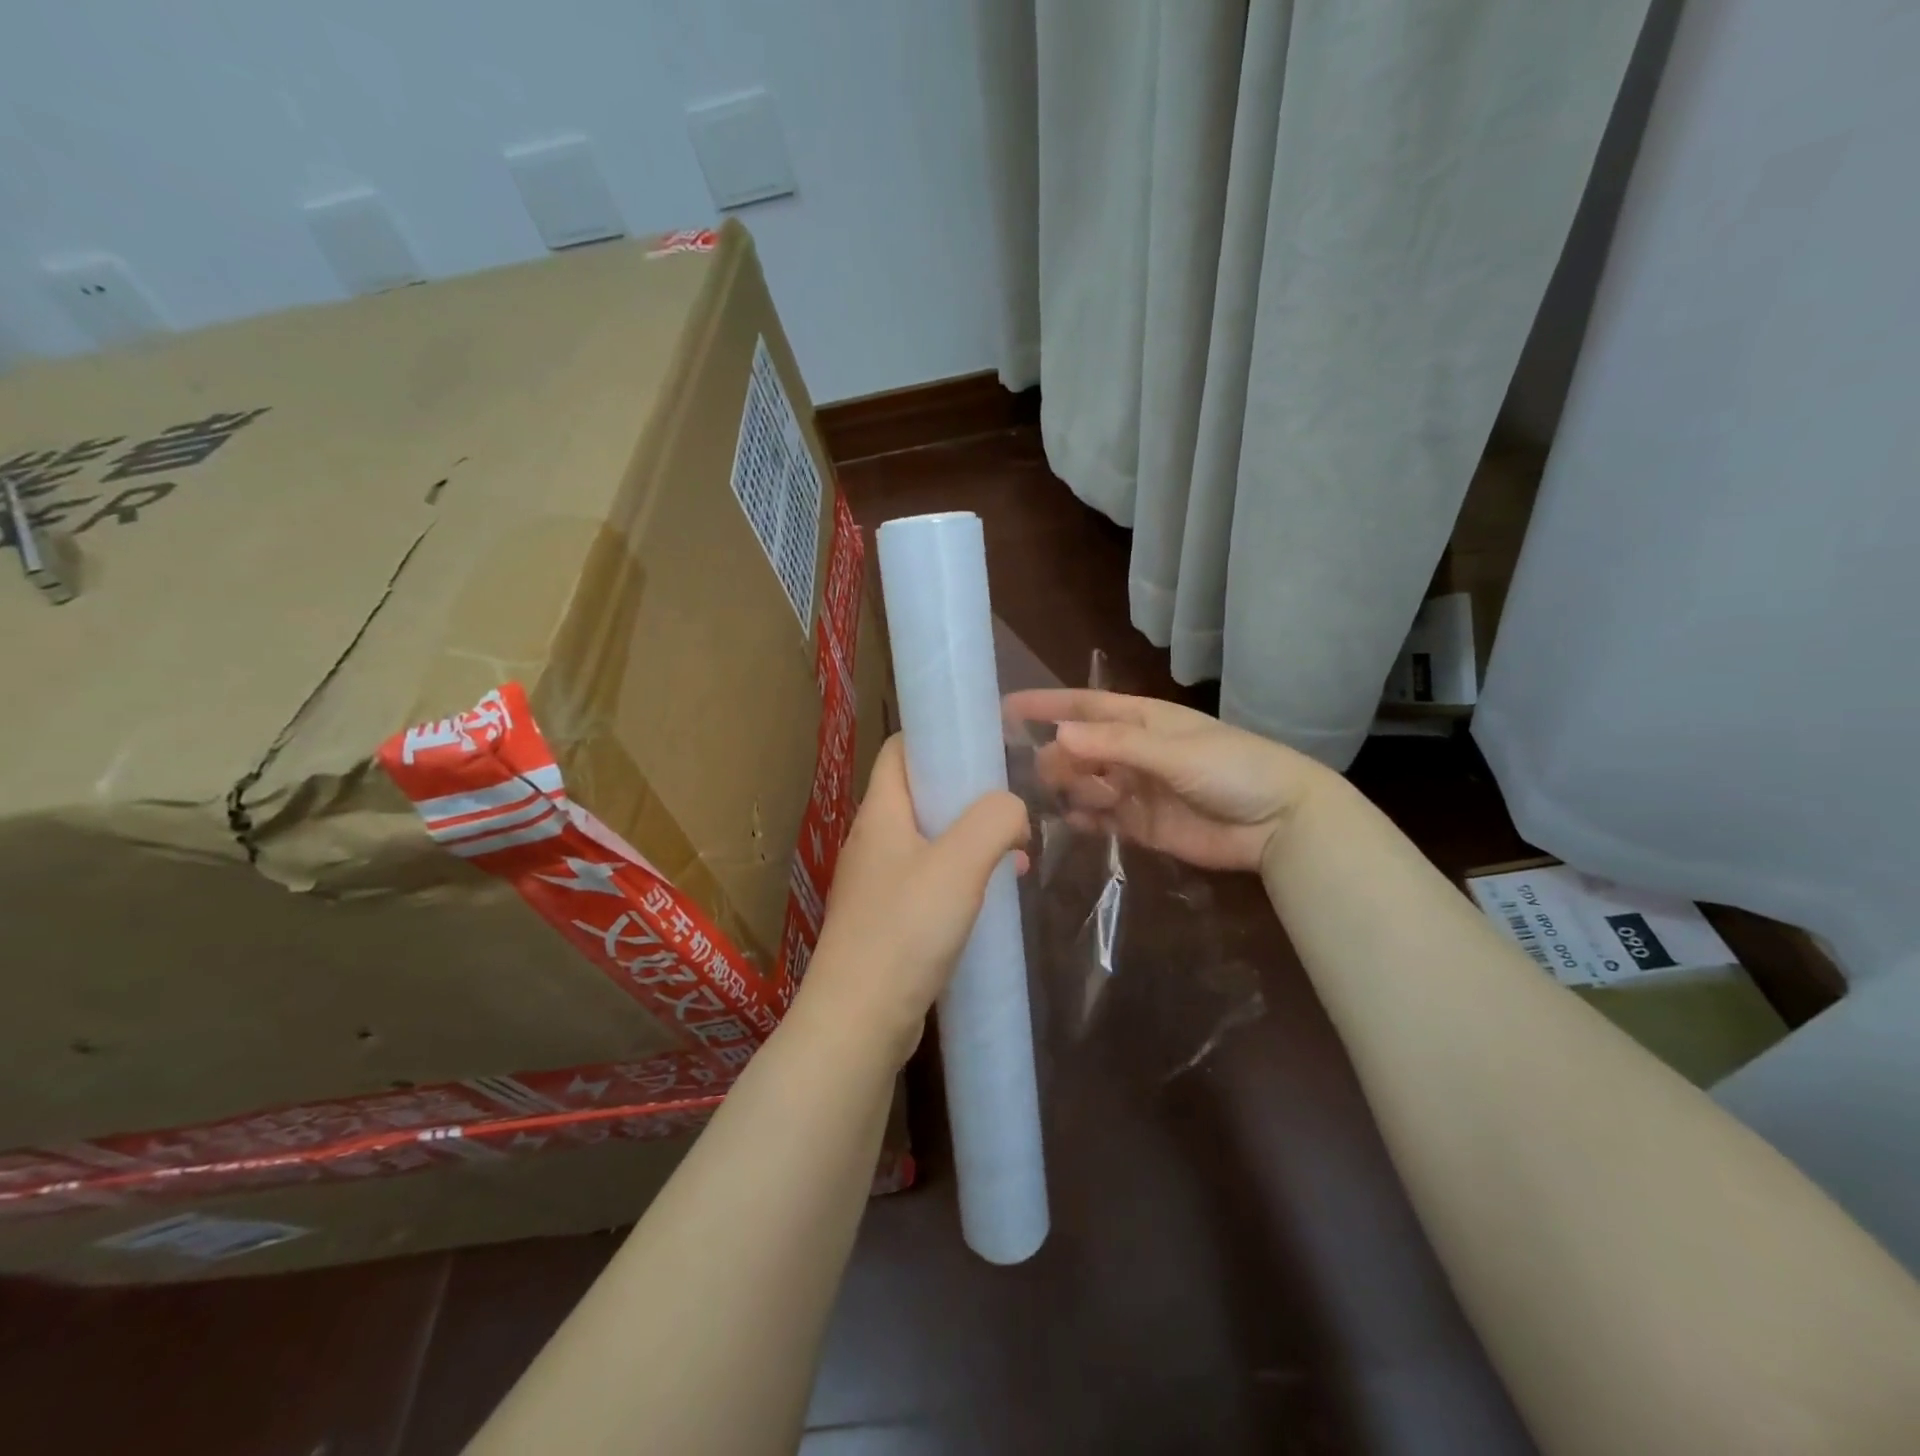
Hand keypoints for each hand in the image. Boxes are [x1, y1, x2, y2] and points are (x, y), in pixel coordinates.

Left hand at [797, 735, 1030, 1065]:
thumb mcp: (960, 863)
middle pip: (920, 794)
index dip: (939, 738)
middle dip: (968, 794)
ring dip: (971, 839)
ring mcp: (877, 882)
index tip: (984, 745)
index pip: (901, 749)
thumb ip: (994, 820)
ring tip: (1016, 851)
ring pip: (929, 840)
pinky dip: (962, 877)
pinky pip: (929, 880)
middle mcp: (873, 841)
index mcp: (881, 813)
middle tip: (1011, 805)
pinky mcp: (887, 920)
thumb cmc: (906, 929)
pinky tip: (993, 895)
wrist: (859, 1019)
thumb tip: (1012, 809)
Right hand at [1007, 689, 1336, 872]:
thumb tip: (1059, 734)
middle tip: (1044, 775)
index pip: (1084, 706)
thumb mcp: (1174, 751)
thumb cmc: (1232, 770)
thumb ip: (1116, 745)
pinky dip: (1085, 819)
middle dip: (1058, 758)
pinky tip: (1075, 822)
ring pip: (1085, 785)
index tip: (1006, 708)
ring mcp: (1135, 789)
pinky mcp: (1141, 825)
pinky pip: (1101, 818)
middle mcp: (1133, 752)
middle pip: (1079, 750)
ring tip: (1070, 800)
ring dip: (1071, 789)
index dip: (1047, 705)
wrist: (1279, 823)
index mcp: (1142, 721)